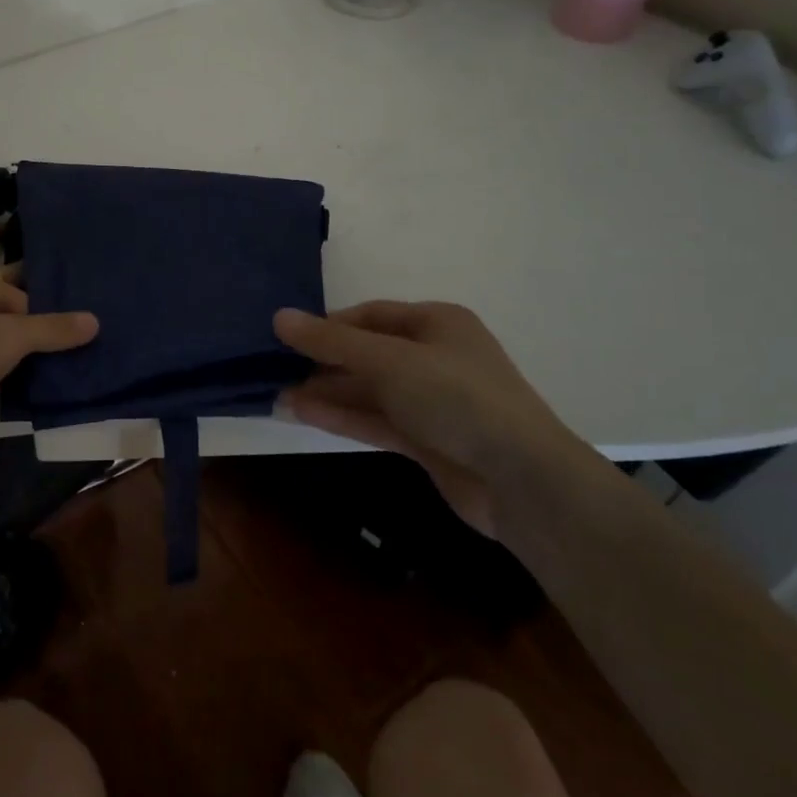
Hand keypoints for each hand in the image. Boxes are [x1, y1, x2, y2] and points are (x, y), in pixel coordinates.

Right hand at [273, 302, 591, 535]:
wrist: (522, 481)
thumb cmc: (457, 398)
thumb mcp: (389, 361)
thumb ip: (332, 342)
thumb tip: (279, 317)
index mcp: (436, 323)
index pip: (371, 315)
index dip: (328, 325)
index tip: (286, 337)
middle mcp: (434, 357)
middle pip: (367, 353)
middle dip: (323, 362)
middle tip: (275, 369)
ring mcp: (432, 402)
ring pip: (369, 390)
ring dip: (327, 392)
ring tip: (277, 395)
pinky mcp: (428, 440)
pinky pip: (376, 420)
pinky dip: (342, 417)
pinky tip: (302, 414)